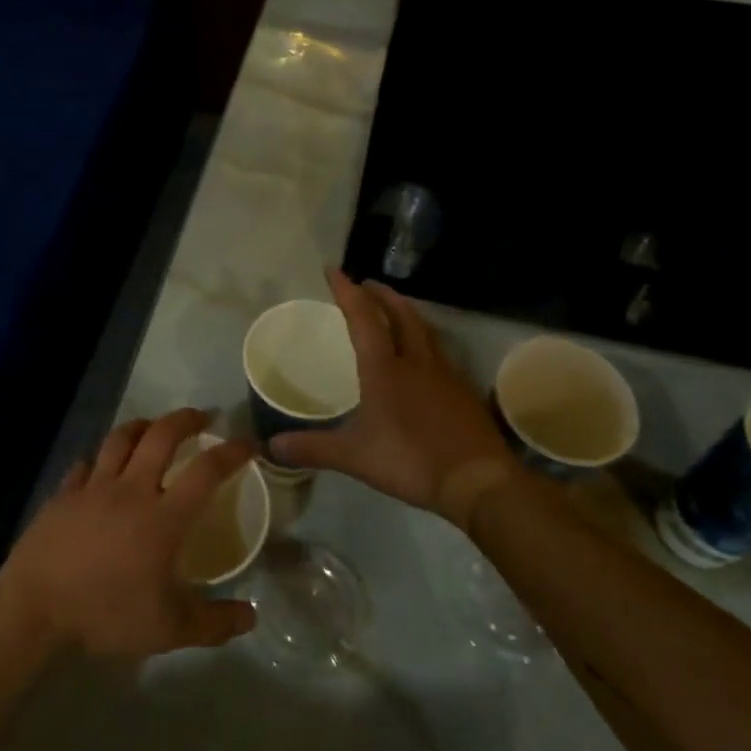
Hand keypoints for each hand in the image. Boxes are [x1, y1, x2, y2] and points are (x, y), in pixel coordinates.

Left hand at [0, 409, 258, 658]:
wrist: (36, 608)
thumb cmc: (107, 615)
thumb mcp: (170, 630)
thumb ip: (214, 622)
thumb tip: (252, 616)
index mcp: (163, 517)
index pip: (206, 471)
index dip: (231, 452)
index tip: (247, 443)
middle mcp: (131, 489)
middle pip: (161, 436)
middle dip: (185, 420)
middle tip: (202, 417)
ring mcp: (93, 487)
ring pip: (121, 439)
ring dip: (142, 426)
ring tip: (154, 427)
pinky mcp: (64, 494)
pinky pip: (86, 465)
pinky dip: (100, 461)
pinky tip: (101, 468)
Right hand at [273, 269, 512, 521]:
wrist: (477, 480)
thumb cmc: (410, 460)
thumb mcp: (354, 456)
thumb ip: (313, 448)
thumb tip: (272, 446)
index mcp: (384, 369)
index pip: (363, 318)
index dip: (346, 291)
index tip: (333, 269)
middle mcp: (416, 361)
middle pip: (400, 314)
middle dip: (381, 295)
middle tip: (367, 284)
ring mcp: (445, 374)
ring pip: (424, 330)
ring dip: (406, 313)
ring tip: (395, 311)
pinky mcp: (463, 391)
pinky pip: (441, 353)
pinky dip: (426, 341)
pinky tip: (424, 357)